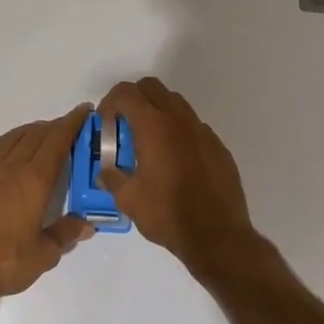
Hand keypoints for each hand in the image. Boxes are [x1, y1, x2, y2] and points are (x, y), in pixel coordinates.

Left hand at [0, 105, 95, 298]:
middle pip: (36, 134)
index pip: (57, 140)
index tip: (84, 111)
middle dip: (55, 125)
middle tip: (70, 126)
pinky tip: (14, 156)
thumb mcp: (44, 255)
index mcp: (34, 180)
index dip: (72, 122)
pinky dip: (13, 143)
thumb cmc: (3, 262)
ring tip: (43, 134)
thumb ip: (66, 234)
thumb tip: (87, 224)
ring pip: (14, 138)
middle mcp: (11, 167)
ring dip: (32, 130)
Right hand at [97, 78, 260, 274]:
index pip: (126, 92)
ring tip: (149, 143)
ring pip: (176, 103)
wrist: (217, 235)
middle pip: (152, 87)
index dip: (110, 103)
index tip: (106, 125)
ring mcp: (202, 130)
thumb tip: (105, 171)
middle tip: (124, 127)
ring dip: (157, 112)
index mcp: (153, 126)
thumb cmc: (167, 214)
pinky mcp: (218, 145)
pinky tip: (175, 161)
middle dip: (133, 100)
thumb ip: (112, 177)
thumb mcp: (128, 199)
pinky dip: (178, 132)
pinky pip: (193, 126)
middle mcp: (179, 119)